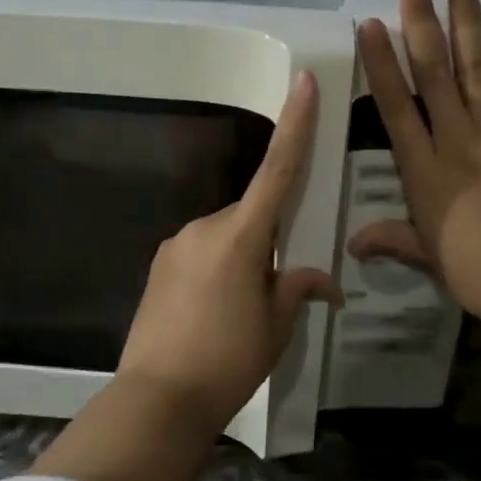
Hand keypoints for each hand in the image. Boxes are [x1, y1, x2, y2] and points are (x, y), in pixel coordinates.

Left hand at [116, 69, 342, 435]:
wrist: (157, 400)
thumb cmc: (227, 360)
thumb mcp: (276, 327)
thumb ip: (297, 289)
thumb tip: (323, 281)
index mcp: (241, 236)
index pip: (278, 170)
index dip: (295, 124)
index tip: (302, 81)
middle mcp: (205, 228)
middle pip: (251, 216)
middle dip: (268, 242)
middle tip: (273, 294)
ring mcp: (176, 245)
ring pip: (225, 237)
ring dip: (241, 260)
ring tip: (239, 314)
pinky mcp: (159, 266)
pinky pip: (201, 254)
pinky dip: (217, 272)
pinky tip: (213, 316)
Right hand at [351, 0, 480, 334]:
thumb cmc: (474, 272)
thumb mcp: (426, 254)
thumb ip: (391, 238)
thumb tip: (353, 245)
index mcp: (424, 168)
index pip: (396, 105)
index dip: (382, 62)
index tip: (371, 23)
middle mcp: (458, 140)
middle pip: (436, 72)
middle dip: (422, 21)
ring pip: (478, 69)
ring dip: (468, 22)